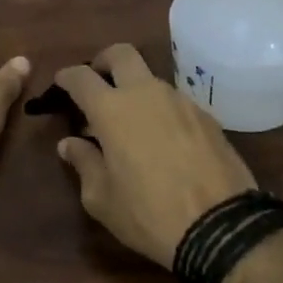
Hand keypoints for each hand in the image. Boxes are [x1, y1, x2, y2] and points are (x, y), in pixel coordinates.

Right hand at [54, 45, 256, 268]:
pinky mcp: (207, 117)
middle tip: (97, 83)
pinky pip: (175, 102)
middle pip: (121, 54)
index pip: (81, 77)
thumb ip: (84, 163)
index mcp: (112, 110)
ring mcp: (181, 101)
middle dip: (104, 61)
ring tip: (130, 124)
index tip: (61, 83)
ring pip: (151, 79)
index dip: (67, 76)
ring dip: (135, 90)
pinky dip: (161, 111)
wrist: (221, 228)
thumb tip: (70, 144)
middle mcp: (146, 93)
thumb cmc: (149, 214)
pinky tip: (162, 141)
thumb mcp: (102, 199)